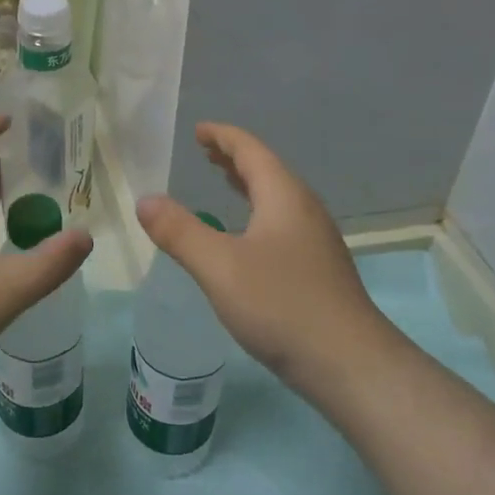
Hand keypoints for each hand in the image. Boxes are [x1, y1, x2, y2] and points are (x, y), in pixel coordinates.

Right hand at [137, 123, 390, 389]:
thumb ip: (180, 231)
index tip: (199, 130)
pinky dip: (257, 213)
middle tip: (205, 153)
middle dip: (234, 158)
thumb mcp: (219, 266)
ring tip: (223, 183)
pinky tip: (247, 238)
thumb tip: (145, 200)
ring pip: (277, 199)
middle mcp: (304, 210)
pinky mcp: (318, 269)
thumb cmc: (281, 305)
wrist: (349, 364)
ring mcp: (316, 240)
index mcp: (284, 196)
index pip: (251, 151)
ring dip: (248, 186)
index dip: (223, 137)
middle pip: (267, 171)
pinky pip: (282, 223)